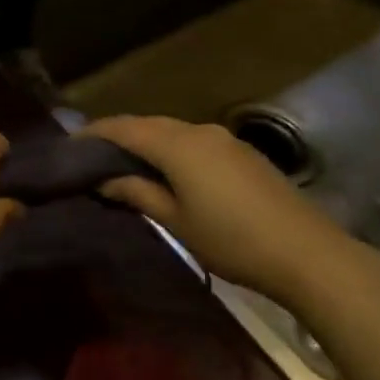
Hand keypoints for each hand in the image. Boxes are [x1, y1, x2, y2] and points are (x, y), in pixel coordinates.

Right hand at [83, 115, 376, 306]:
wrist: (309, 254)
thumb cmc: (232, 240)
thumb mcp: (176, 221)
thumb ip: (137, 193)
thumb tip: (104, 180)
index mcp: (178, 145)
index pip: (125, 128)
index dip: (95, 132)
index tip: (70, 143)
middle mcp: (199, 132)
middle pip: (149, 125)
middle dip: (119, 136)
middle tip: (93, 157)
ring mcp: (225, 140)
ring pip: (173, 132)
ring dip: (147, 143)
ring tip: (125, 165)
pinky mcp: (243, 154)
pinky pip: (194, 142)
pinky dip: (171, 150)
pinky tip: (167, 172)